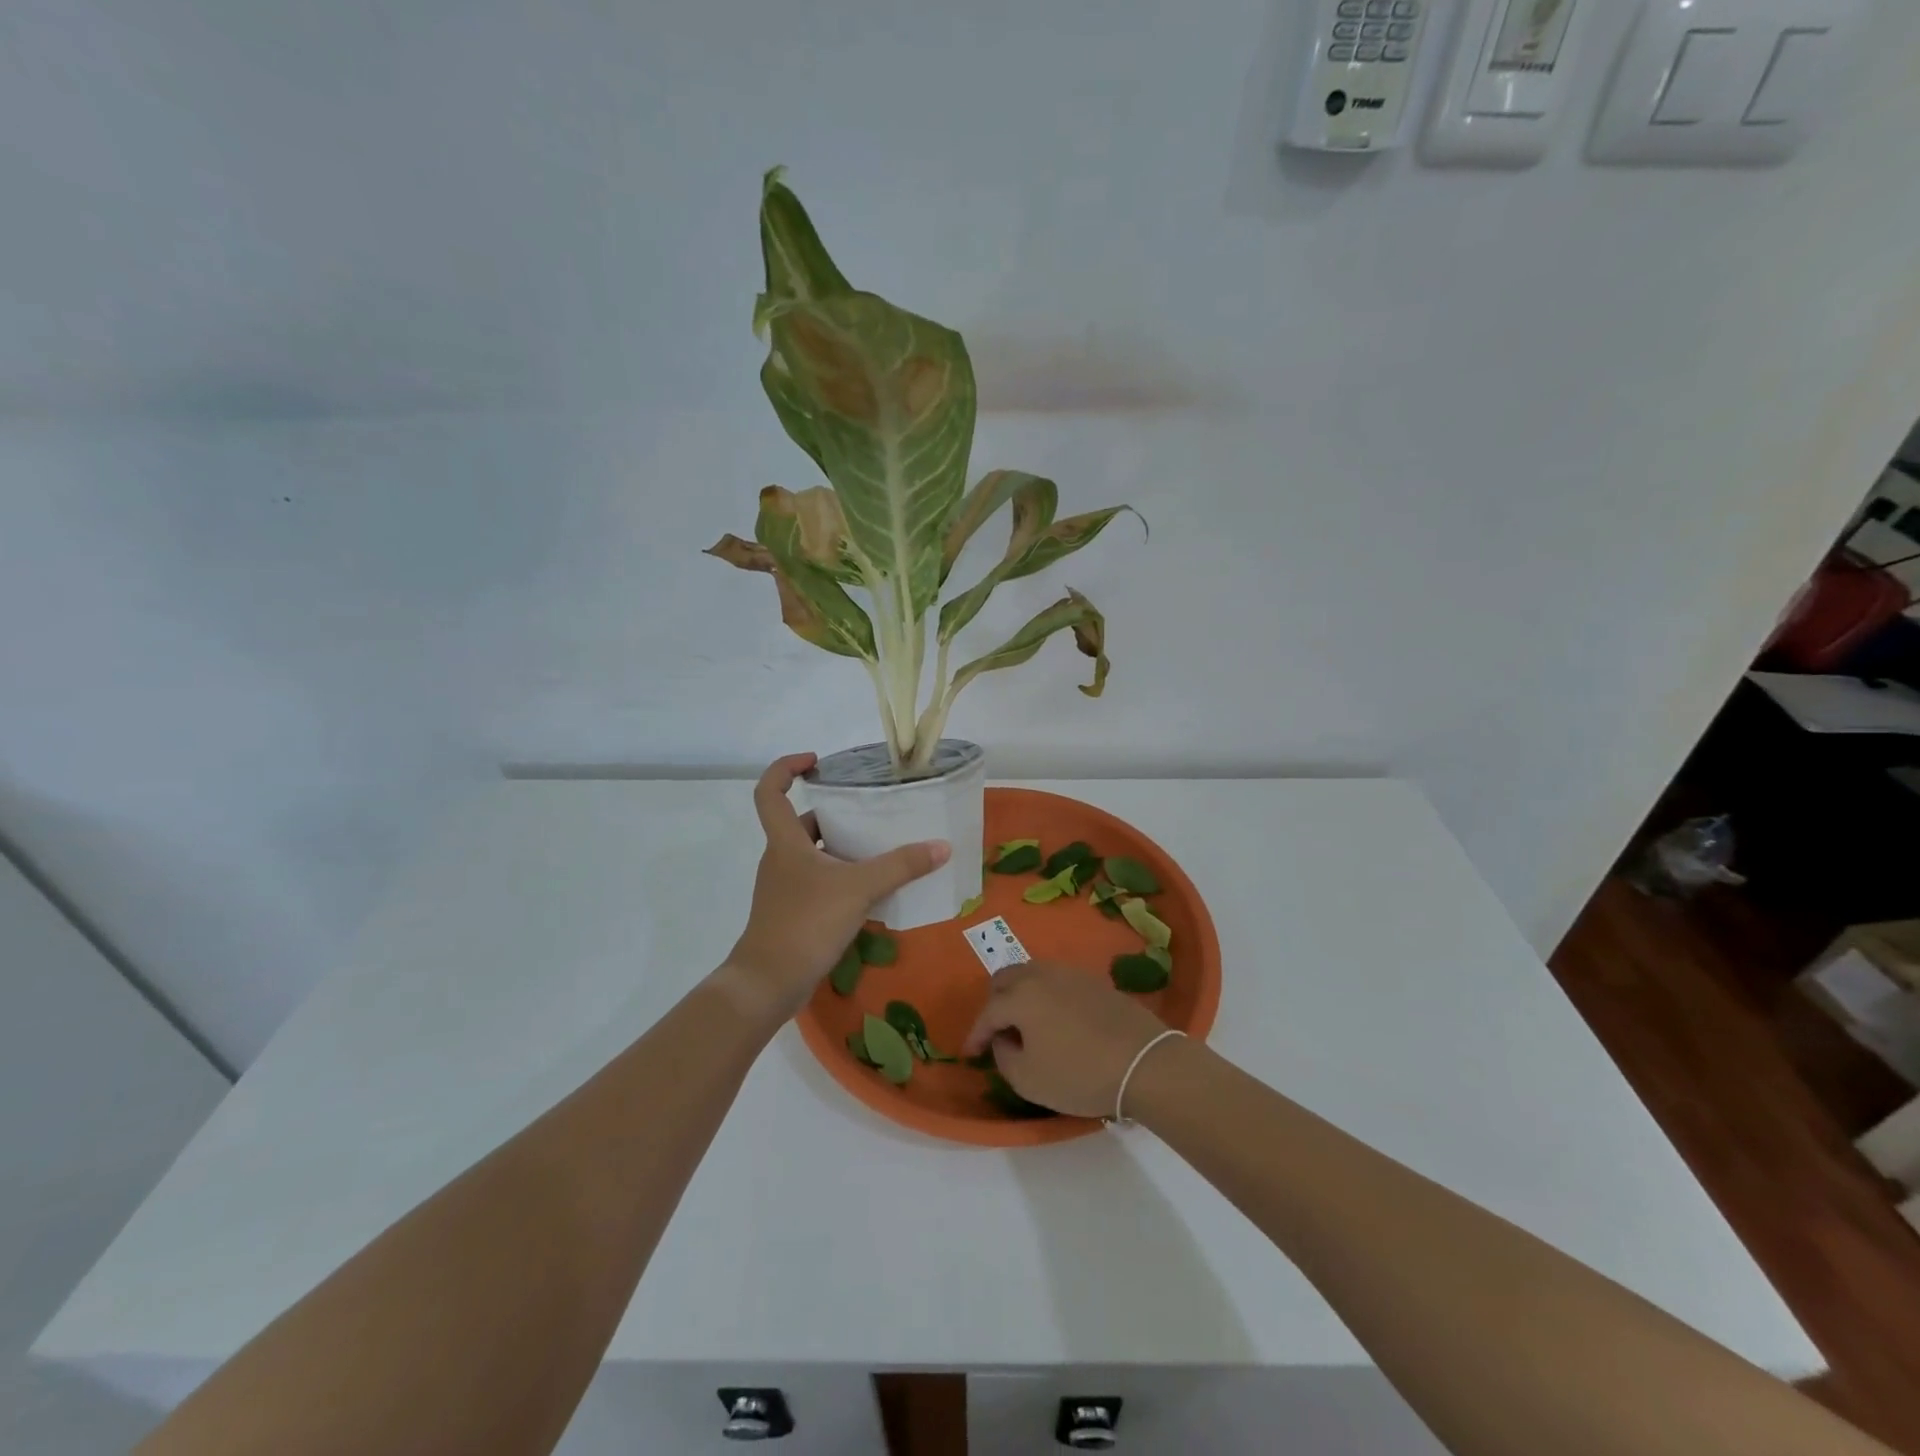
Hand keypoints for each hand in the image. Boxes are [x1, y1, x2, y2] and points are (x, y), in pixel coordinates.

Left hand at [720, 753, 950, 1023]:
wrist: (768, 983)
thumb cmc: (805, 923)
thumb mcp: (859, 889)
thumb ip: (900, 866)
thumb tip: (942, 846)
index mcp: (785, 842)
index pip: (770, 792)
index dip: (786, 768)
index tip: (816, 762)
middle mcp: (780, 859)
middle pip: (801, 823)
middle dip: (834, 814)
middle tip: (869, 812)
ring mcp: (784, 888)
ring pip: (813, 855)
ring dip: (842, 849)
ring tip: (880, 849)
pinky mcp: (792, 913)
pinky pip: (819, 883)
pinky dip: (842, 879)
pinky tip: (872, 891)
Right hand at [962, 962, 1171, 1118]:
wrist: (1145, 1063)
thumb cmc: (1080, 1075)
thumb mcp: (1028, 1079)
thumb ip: (1004, 1056)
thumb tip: (1004, 1040)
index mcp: (1021, 996)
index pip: (987, 1012)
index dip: (975, 1035)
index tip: (970, 1054)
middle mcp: (1041, 975)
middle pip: (1006, 979)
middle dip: (994, 1003)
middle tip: (996, 1031)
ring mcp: (1070, 974)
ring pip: (1032, 974)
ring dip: (1020, 994)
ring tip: (1023, 1024)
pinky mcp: (1094, 982)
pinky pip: (1056, 981)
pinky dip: (1044, 995)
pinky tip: (1053, 1019)